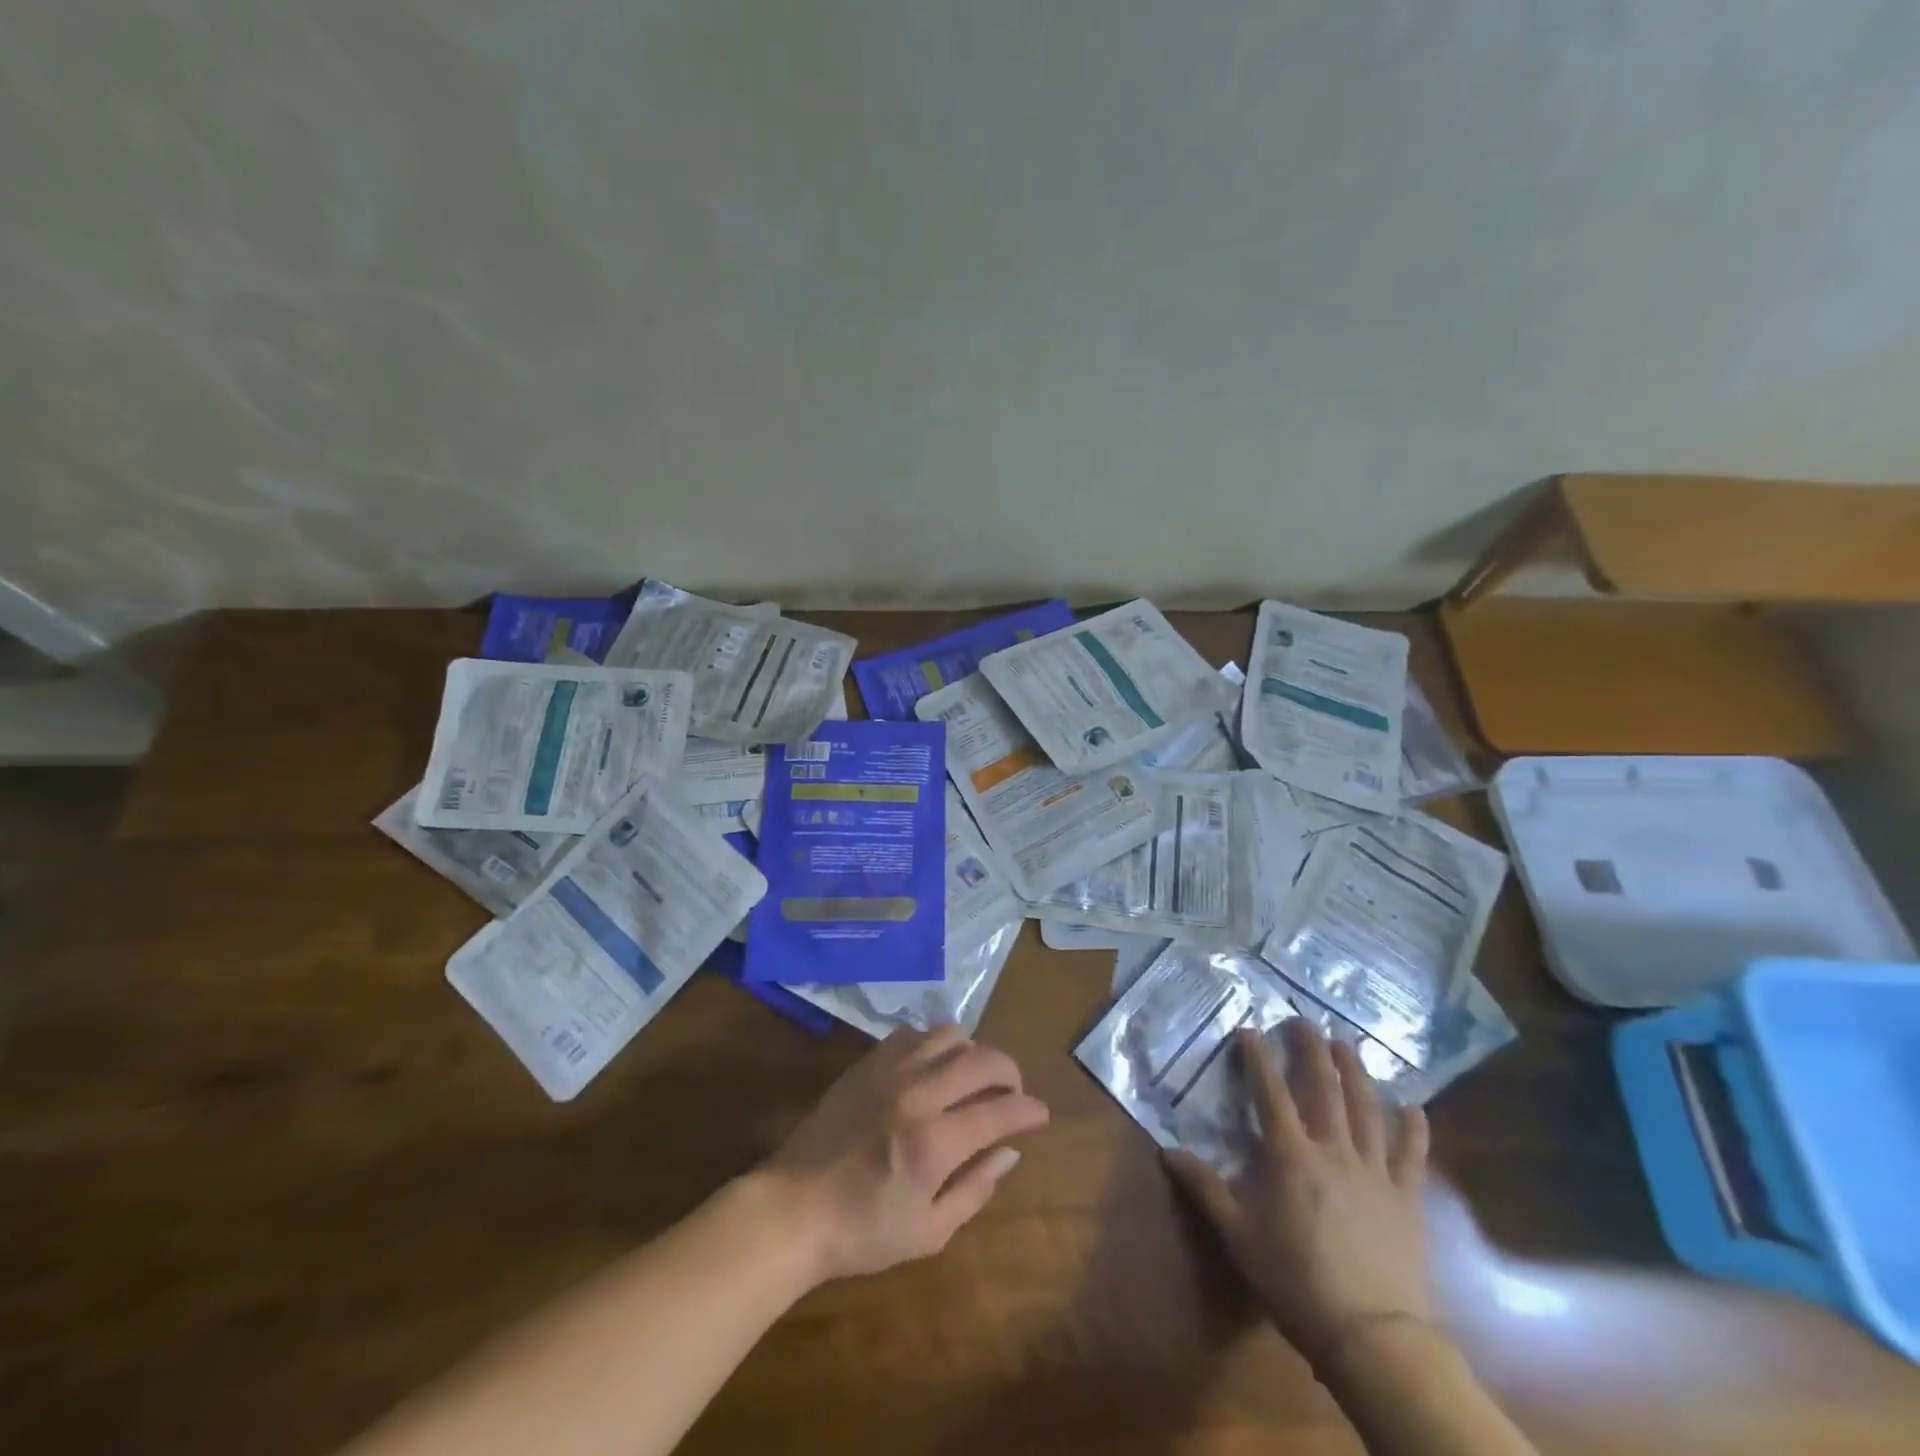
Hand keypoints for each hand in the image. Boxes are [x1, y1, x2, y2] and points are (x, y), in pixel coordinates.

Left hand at [763, 1024, 1049, 1285]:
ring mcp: (890, 1072)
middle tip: (1013, 1091)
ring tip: (973, 1075)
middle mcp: (917, 1095)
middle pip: (981, 1059)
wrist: (793, 1209)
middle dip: (1009, 1071)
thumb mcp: (929, 1232)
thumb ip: (976, 1188)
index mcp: (935, 1143)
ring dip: (972, 1051)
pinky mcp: (867, 1063)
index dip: (1028, 1109)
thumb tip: (1010, 1151)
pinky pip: (912, 1034)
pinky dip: (934, 1043)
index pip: (999, 1110)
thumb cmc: (863, 1231)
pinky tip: (933, 1066)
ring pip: (948, 1034)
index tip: (1040, 1114)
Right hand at [1166, 1020, 1430, 1370]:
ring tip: (1348, 1043)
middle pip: (1324, 1089)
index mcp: (1291, 1156)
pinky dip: (1414, 1129)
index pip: (1270, 1093)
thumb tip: (1166, 1151)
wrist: (1371, 1334)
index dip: (1258, 1058)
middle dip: (1312, 1050)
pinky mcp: (1406, 1198)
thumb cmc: (1295, 1280)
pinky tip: (1414, 1107)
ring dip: (1356, 1072)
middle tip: (1304, 1021)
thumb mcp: (1238, 1235)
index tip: (1249, 1029)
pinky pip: (1412, 1155)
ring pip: (1366, 1109)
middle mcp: (1334, 1151)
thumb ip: (1205, 1188)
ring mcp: (1375, 1172)